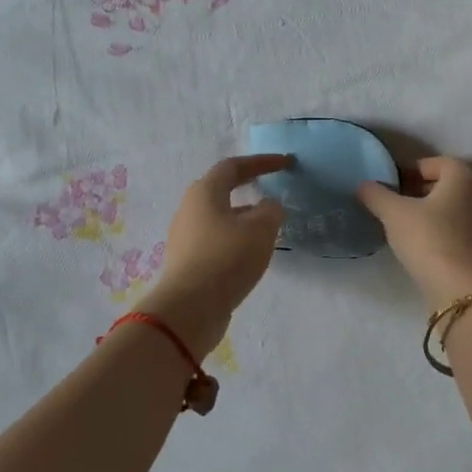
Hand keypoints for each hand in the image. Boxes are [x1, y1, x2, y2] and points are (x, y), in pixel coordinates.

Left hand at [138, 154, 289, 356]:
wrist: (190, 308)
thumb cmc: (226, 258)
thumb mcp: (261, 229)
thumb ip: (271, 210)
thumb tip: (268, 206)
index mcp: (205, 192)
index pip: (233, 166)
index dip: (261, 162)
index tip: (285, 163)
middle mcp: (190, 209)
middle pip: (221, 190)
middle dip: (249, 187)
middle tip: (272, 190)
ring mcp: (185, 237)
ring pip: (219, 217)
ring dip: (244, 216)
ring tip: (267, 227)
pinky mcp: (187, 261)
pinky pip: (215, 240)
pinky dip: (235, 238)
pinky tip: (250, 253)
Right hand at [358, 157, 471, 309]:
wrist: (457, 286)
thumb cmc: (427, 237)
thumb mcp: (393, 213)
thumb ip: (376, 194)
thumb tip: (363, 185)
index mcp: (462, 178)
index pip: (437, 162)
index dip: (413, 169)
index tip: (393, 183)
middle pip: (447, 183)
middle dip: (421, 189)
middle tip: (396, 201)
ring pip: (453, 206)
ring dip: (430, 209)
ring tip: (405, 223)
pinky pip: (458, 226)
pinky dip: (440, 227)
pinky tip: (421, 242)